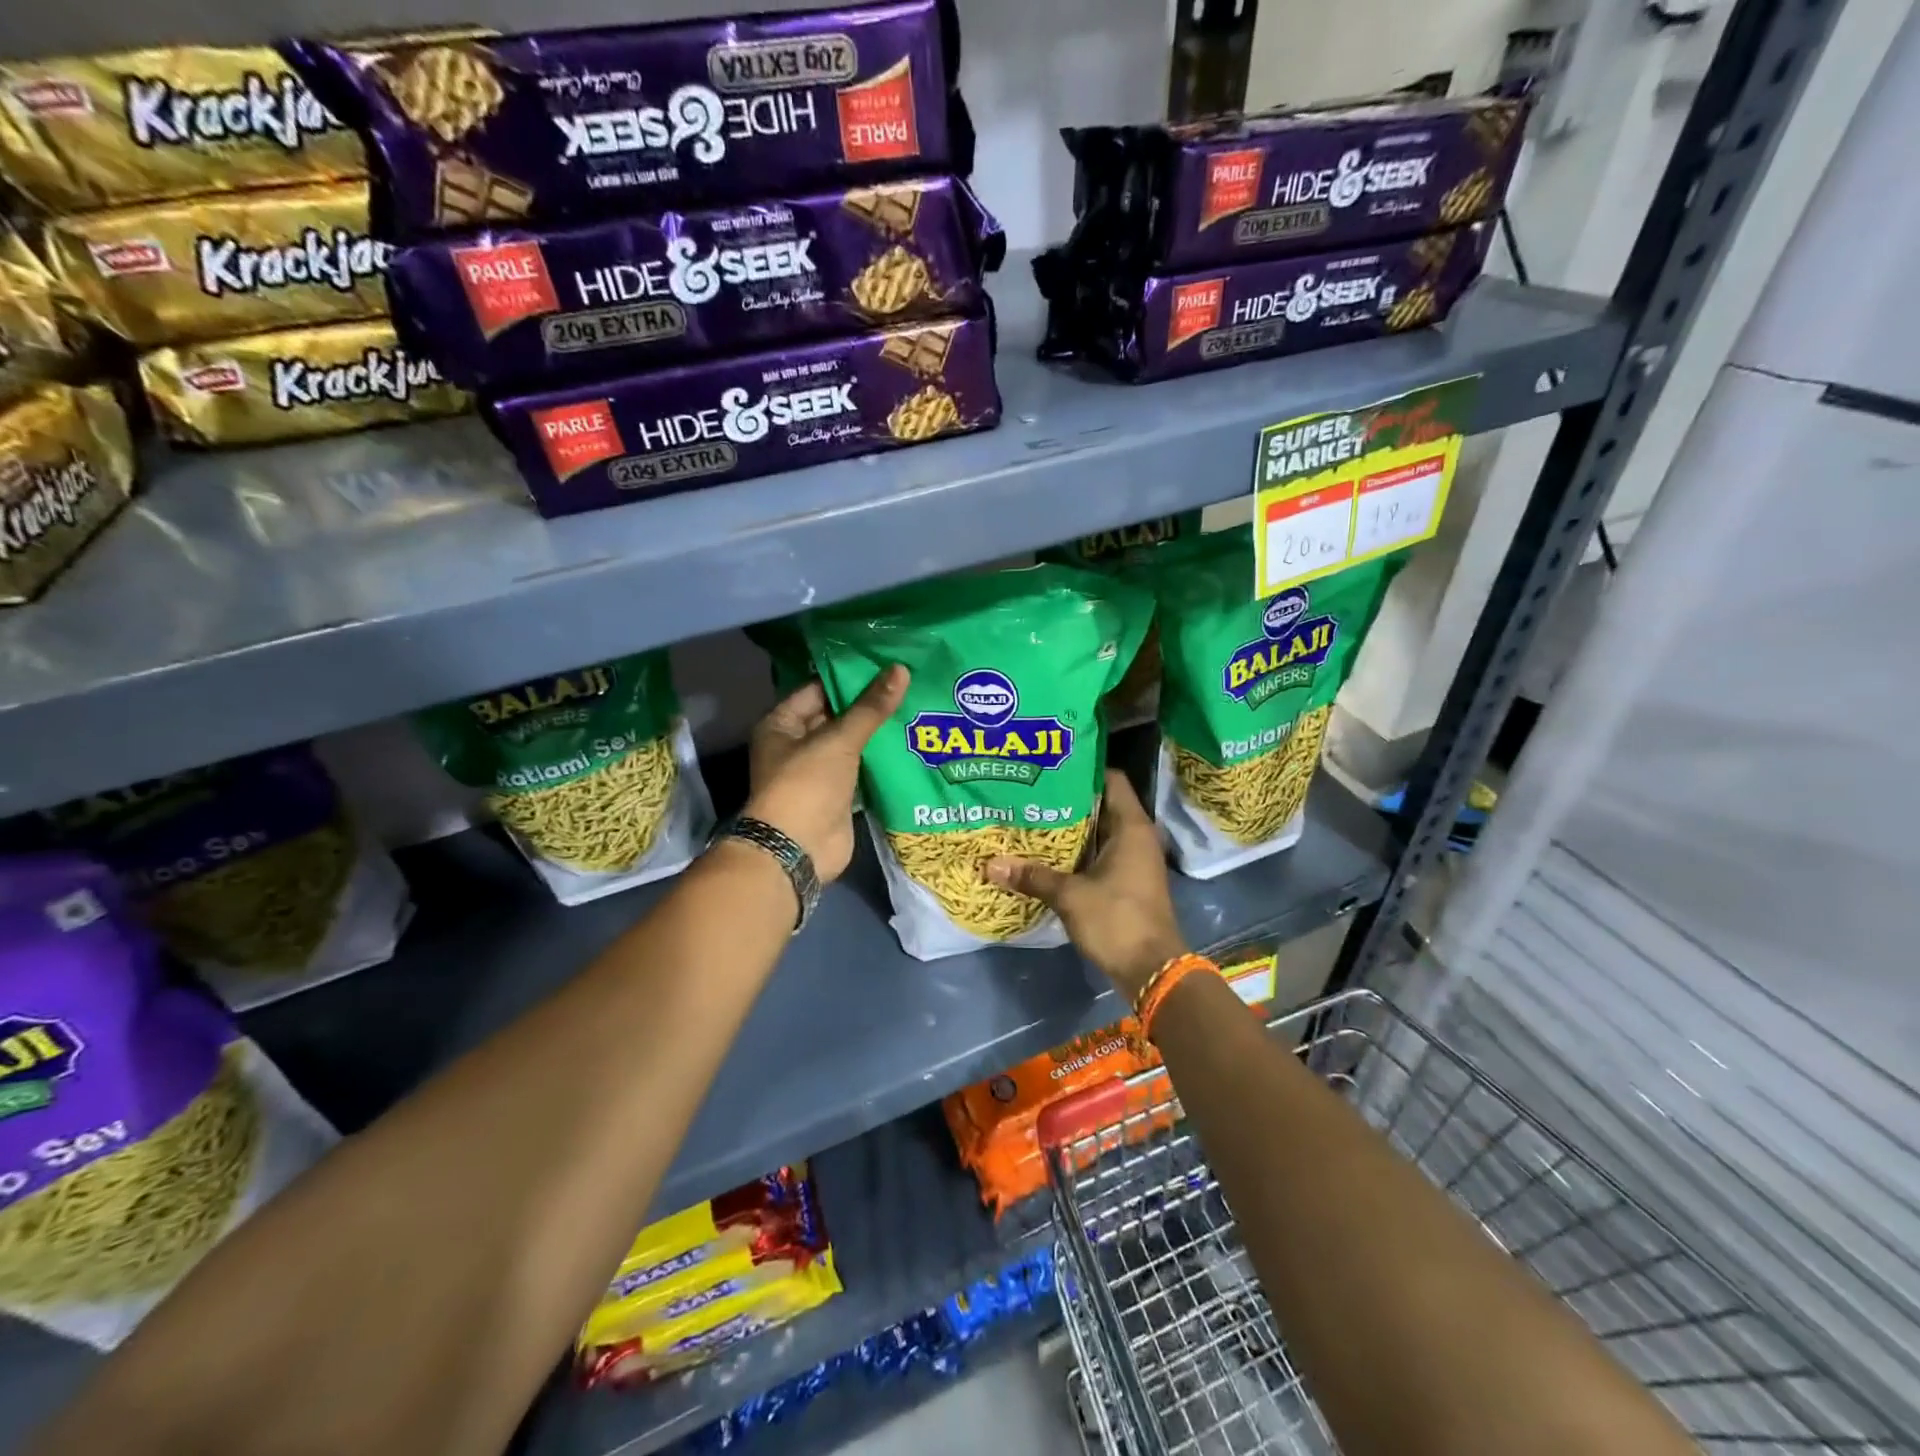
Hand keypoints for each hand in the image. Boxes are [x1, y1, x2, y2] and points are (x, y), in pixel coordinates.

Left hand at [744, 666, 906, 882]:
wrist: (799, 849)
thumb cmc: (807, 784)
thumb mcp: (839, 740)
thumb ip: (871, 708)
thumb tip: (900, 669)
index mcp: (781, 725)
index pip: (817, 689)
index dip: (848, 676)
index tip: (884, 664)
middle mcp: (795, 745)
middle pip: (835, 716)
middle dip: (867, 704)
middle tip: (907, 683)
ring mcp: (817, 772)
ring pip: (850, 744)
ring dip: (876, 732)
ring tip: (915, 706)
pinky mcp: (837, 795)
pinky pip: (861, 769)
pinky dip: (880, 759)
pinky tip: (909, 743)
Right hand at [985, 770, 1185, 1001]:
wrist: (1152, 969)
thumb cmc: (1117, 920)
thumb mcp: (1070, 895)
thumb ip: (1033, 876)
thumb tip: (991, 864)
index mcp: (1131, 827)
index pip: (1111, 780)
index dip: (1083, 770)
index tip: (1051, 767)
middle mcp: (1136, 837)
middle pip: (1101, 805)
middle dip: (1068, 800)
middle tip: (1030, 793)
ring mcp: (1134, 860)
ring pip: (1099, 832)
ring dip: (1071, 829)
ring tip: (1032, 819)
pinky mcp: (1127, 881)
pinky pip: (1100, 854)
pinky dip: (1077, 852)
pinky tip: (1047, 855)